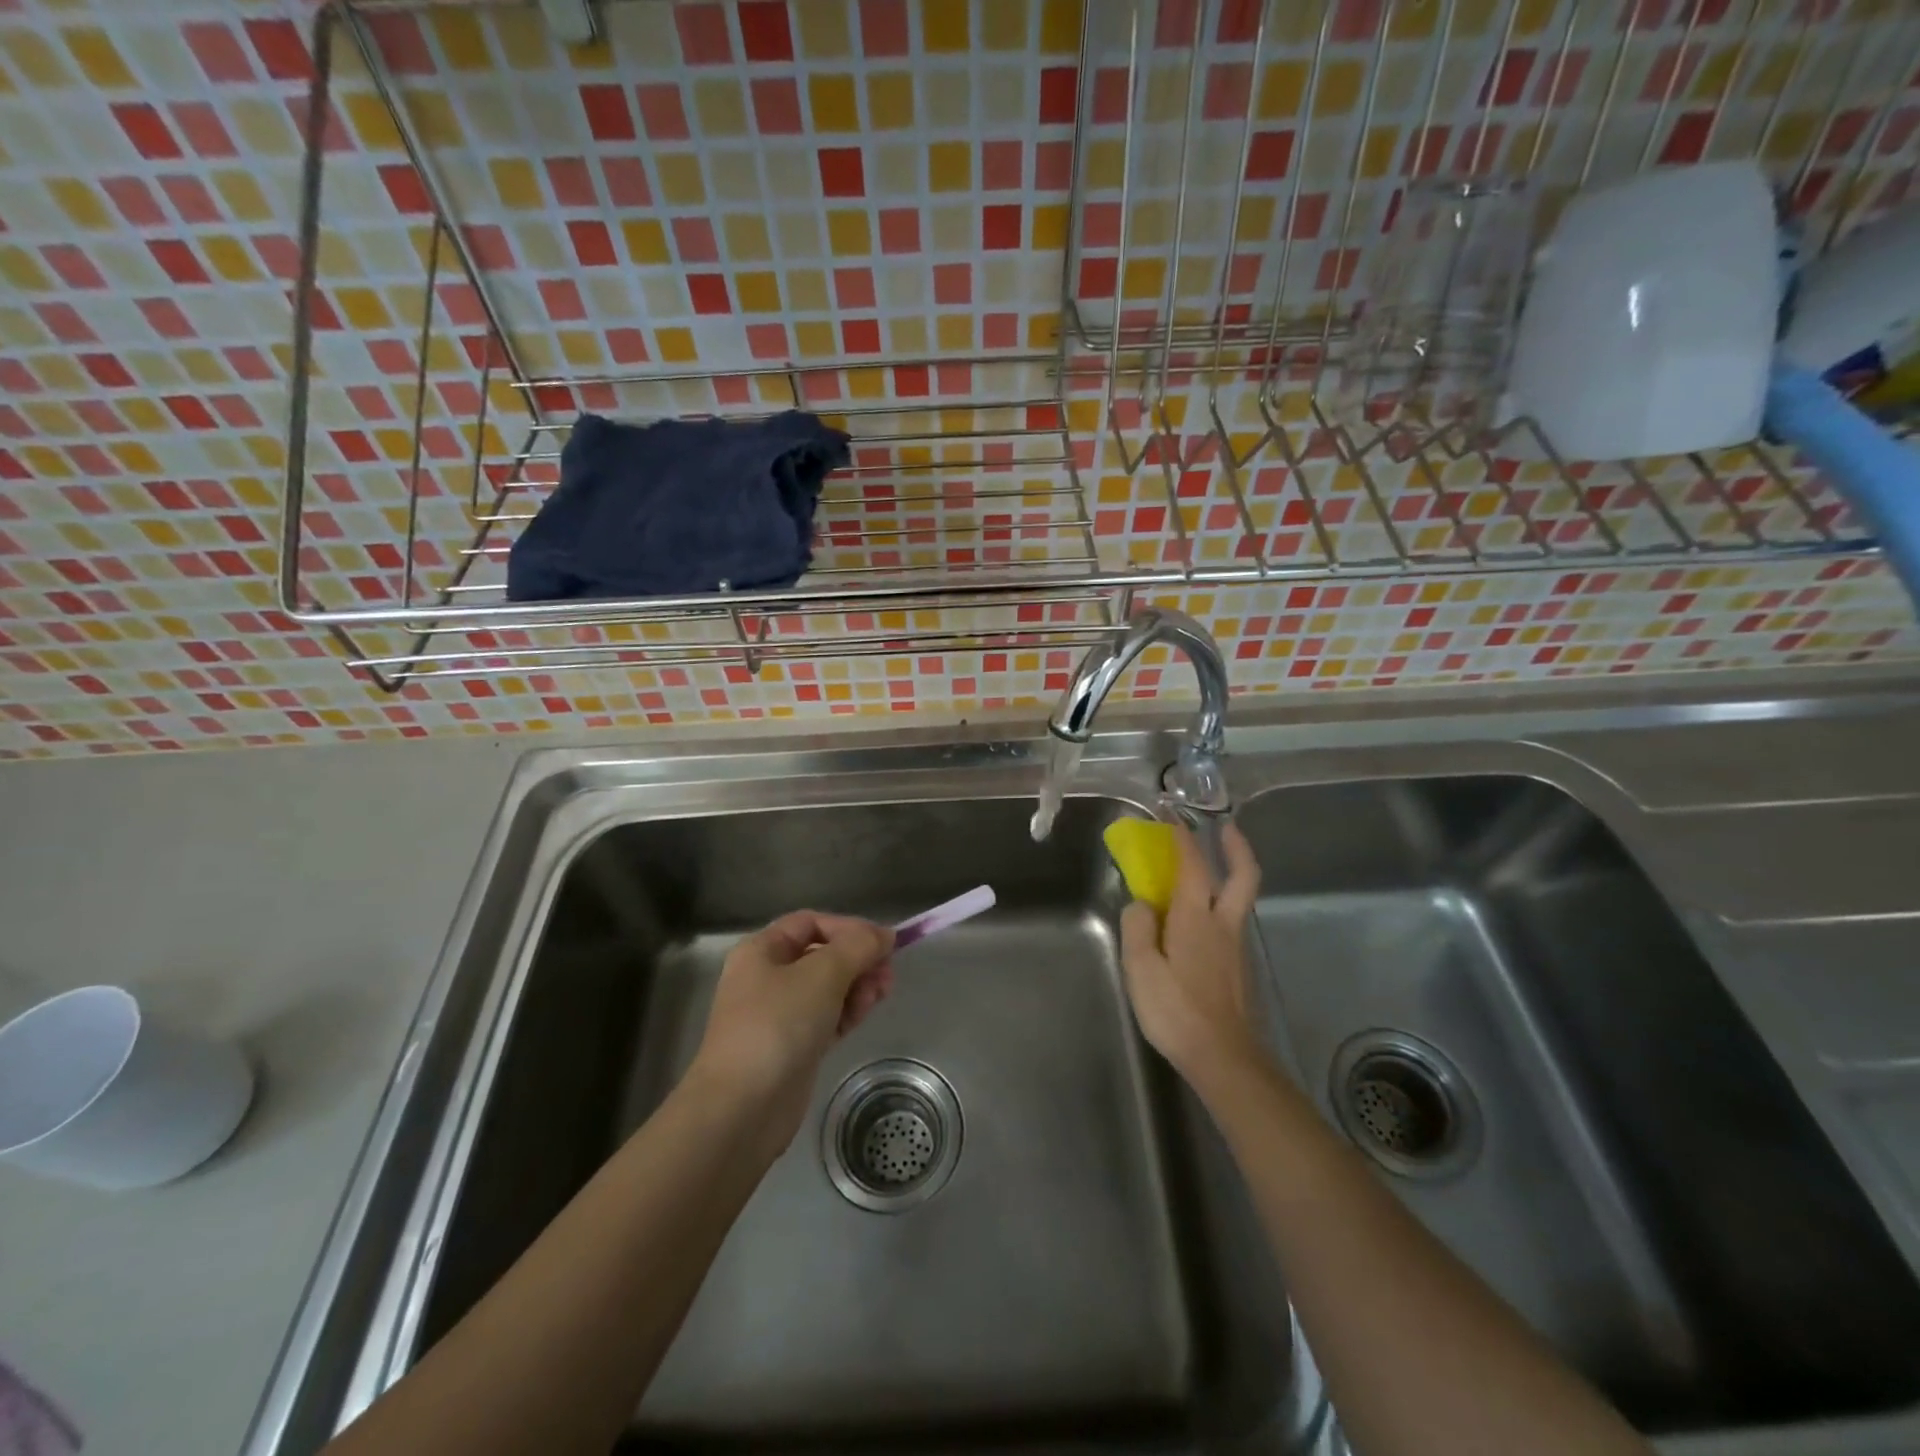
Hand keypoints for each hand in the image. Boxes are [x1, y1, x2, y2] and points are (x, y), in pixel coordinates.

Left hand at [687, 911, 894, 1155]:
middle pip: (822, 955)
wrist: (742, 1109)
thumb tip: (884, 934)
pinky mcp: (792, 1046)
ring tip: (879, 995)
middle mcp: (767, 977)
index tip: (883, 944)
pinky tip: (864, 1014)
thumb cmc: (777, 1026)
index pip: (811, 923)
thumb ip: (858, 947)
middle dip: (858, 960)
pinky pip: (826, 1016)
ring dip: (857, 986)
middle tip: (887, 974)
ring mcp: (778, 1014)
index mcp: (761, 950)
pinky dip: (847, 1011)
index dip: (848, 927)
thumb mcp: (822, 974)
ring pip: (827, 987)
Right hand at [1118, 823, 1263, 1091]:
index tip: (1173, 816)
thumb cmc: (1176, 1010)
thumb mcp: (1141, 968)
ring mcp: (1236, 946)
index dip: (1183, 838)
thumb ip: (1138, 928)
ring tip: (1206, 871)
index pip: (1193, 866)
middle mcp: (1223, 924)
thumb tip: (1142, 904)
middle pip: (1243, 875)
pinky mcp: (1239, 967)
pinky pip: (1231, 921)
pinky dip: (1220, 903)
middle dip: (1236, 847)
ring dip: (1230, 874)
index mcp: (1196, 918)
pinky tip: (1199, 920)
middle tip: (1226, 828)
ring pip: (1239, 898)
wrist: (1224, 1058)